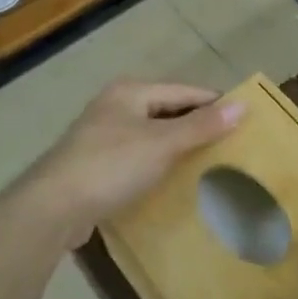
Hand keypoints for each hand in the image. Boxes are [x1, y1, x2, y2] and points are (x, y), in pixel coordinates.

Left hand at [10, 81, 244, 251]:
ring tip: (209, 162)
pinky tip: (172, 179)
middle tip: (231, 144)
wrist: (52, 207)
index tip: (245, 120)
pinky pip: (138, 156)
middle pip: (167, 110)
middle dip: (197, 125)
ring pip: (152, 134)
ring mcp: (102, 135)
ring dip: (177, 146)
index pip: (184, 91)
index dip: (214, 104)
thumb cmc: (111, 165)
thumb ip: (202, 125)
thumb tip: (243, 105)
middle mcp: (115, 106)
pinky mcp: (95, 164)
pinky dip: (158, 163)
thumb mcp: (163, 143)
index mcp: (131, 91)